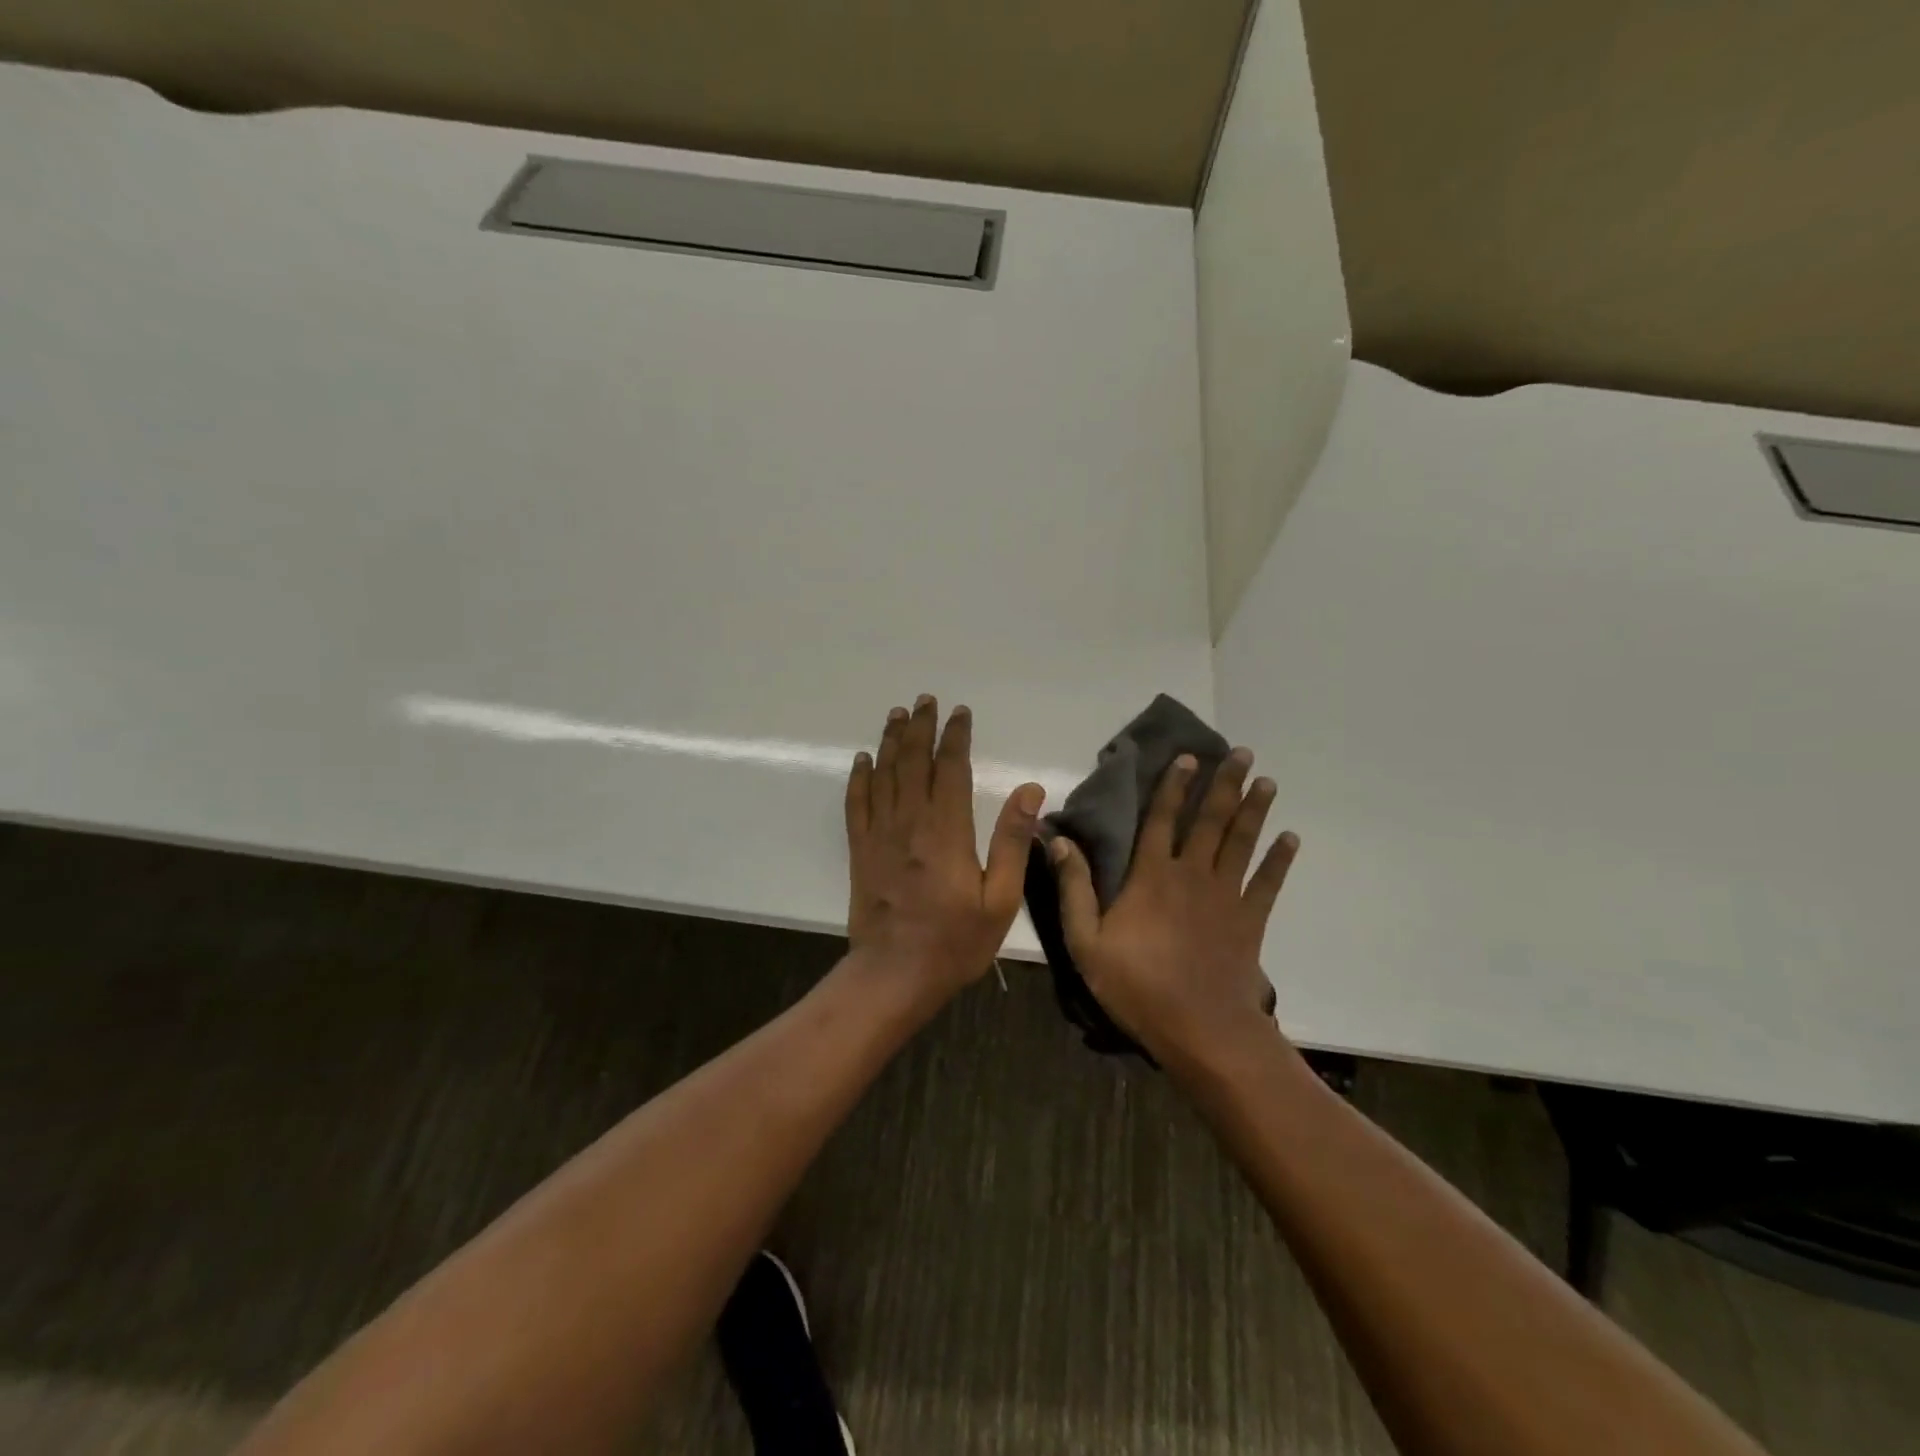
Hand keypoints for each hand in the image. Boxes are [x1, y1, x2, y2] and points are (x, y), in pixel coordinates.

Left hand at [845, 696, 1045, 998]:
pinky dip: (860, 778)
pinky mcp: (861, 850)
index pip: (951, 768)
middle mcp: (910, 822)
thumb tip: (1029, 790)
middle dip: (920, 727)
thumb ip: (1013, 842)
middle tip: (924, 700)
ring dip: (890, 741)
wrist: (894, 975)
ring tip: (896, 715)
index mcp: (946, 831)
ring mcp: (880, 835)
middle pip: (913, 761)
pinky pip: (857, 804)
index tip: (960, 712)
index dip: (955, 736)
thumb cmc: (955, 942)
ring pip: (884, 775)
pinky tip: (863, 760)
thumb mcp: (1000, 900)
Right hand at [1048, 749, 1299, 1070]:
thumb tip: (1058, 841)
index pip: (1162, 820)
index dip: (1173, 787)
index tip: (1188, 757)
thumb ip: (1073, 889)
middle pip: (1210, 821)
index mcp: (1151, 876)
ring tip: (1266, 780)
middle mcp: (1191, 875)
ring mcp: (1225, 896)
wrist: (1200, 1029)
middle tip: (1241, 752)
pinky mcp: (1249, 920)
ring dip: (1254, 809)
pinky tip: (1290, 838)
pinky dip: (1279, 859)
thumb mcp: (1086, 942)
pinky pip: (1268, 882)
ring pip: (1241, 842)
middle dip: (1225, 784)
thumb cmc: (1136, 985)